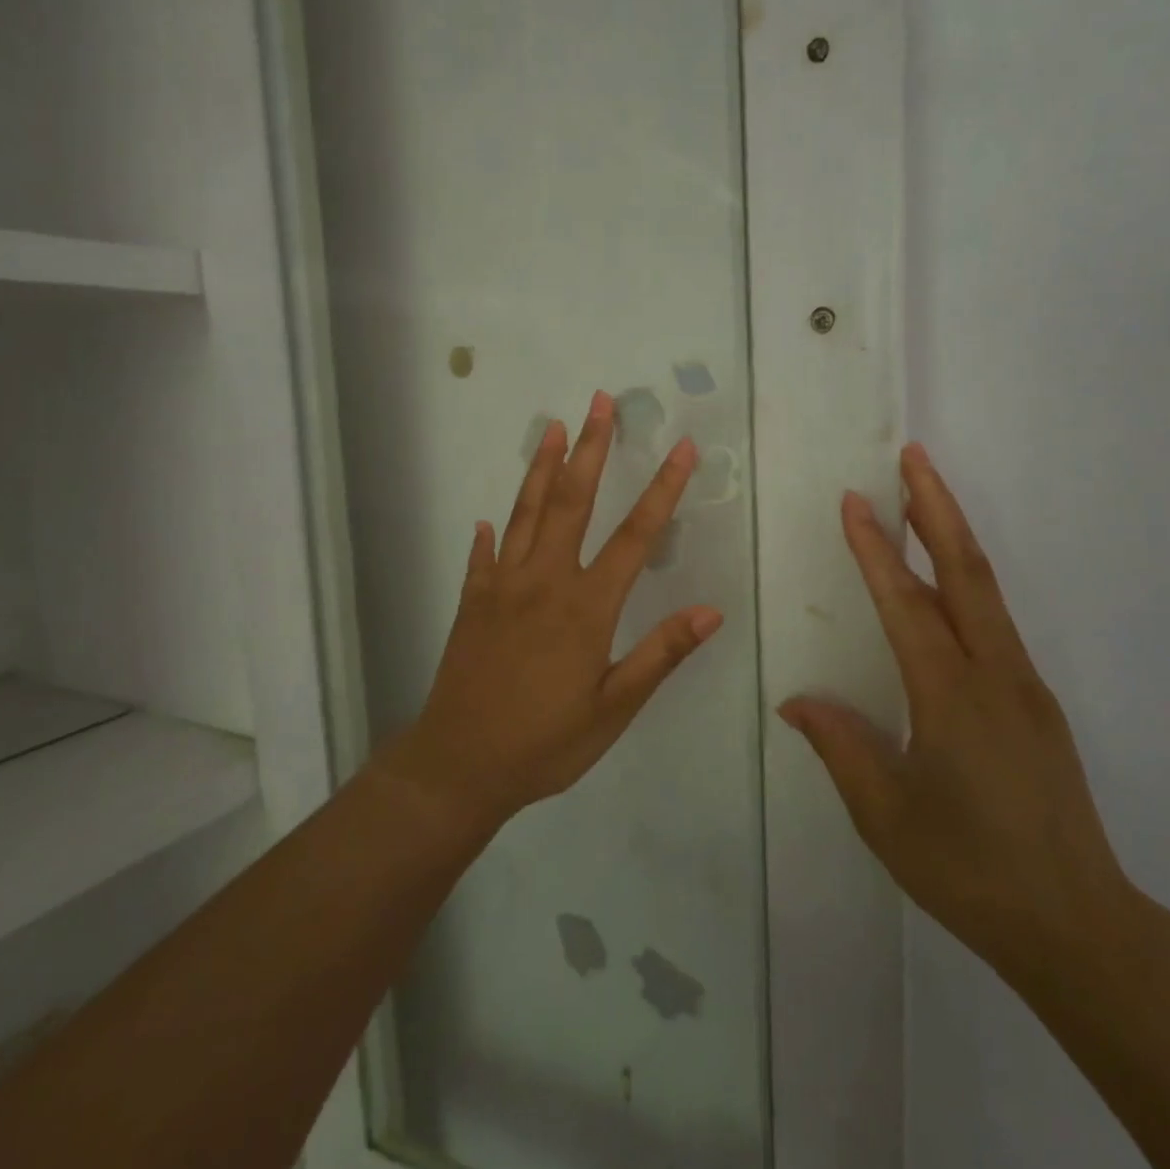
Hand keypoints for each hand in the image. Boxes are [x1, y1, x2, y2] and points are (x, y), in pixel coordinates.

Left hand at [377, 390, 722, 831]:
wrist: (458, 766)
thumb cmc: (545, 743)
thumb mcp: (614, 709)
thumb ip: (660, 654)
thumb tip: (711, 611)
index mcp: (586, 606)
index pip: (635, 535)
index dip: (662, 488)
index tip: (682, 447)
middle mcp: (544, 582)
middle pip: (571, 500)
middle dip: (590, 447)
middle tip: (599, 401)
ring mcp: (502, 587)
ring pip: (525, 513)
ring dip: (541, 466)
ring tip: (552, 427)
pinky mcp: (473, 602)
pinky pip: (484, 556)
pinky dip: (491, 532)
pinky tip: (490, 516)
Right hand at [780, 443, 1136, 982]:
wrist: (1077, 923)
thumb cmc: (968, 868)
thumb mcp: (886, 815)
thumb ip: (840, 747)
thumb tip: (796, 702)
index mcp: (950, 696)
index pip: (905, 604)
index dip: (876, 549)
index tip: (854, 500)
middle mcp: (994, 674)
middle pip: (965, 571)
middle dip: (936, 507)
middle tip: (913, 455)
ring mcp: (1024, 684)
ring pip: (985, 591)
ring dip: (954, 537)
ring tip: (925, 498)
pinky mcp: (1036, 702)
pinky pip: (995, 622)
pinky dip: (967, 581)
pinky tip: (946, 585)